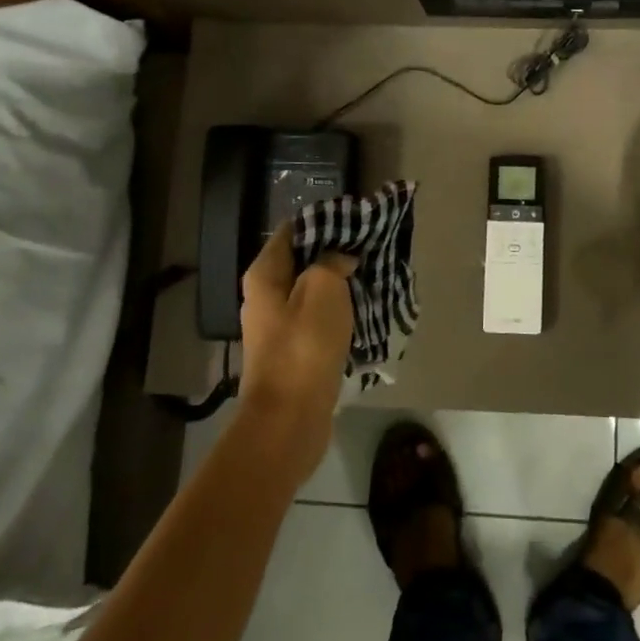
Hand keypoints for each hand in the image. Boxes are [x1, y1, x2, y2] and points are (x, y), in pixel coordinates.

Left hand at [236, 224, 357, 479]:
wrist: (289, 420)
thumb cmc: (304, 347)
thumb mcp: (323, 289)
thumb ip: (332, 261)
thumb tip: (340, 257)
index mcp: (265, 275)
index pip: (293, 230)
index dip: (324, 221)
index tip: (356, 220)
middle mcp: (266, 296)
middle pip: (304, 261)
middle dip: (336, 253)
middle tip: (372, 247)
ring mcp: (279, 326)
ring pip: (314, 291)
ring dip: (342, 284)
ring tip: (375, 276)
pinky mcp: (295, 351)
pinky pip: (320, 319)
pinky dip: (340, 312)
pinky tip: (365, 311)